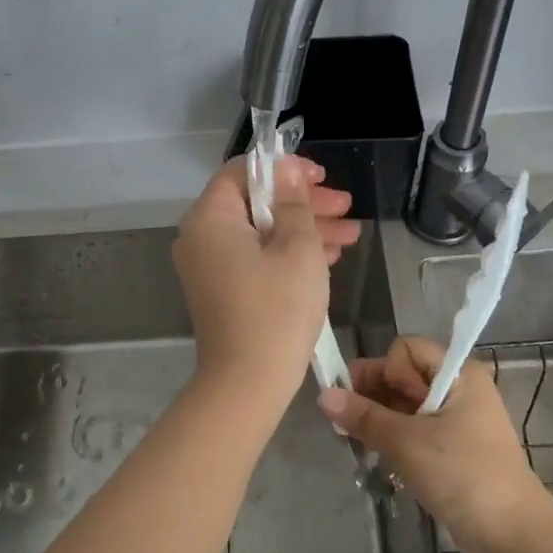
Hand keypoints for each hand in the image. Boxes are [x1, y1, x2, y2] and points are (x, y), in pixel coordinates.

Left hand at [173, 156, 360, 403]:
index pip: (242, 172)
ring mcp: (210, 266)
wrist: (248, 383)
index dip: (284, 169)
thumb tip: (287, 169)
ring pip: (260, 232)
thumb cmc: (276, 309)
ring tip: (350, 232)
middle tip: (345, 204)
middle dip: (302, 201)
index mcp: (210, 218)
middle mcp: (202, 237)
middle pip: (253, 202)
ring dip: (303, 228)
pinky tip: (329, 256)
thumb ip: (293, 203)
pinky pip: (256, 257)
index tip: (320, 177)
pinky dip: (288, 253)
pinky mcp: (223, 290)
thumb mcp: (297, 248)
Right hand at [319, 337, 552, 552]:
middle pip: (403, 375)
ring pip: (405, 404)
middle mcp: (458, 388)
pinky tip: (376, 455)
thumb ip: (364, 417)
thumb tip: (323, 396)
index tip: (377, 402)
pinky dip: (394, 436)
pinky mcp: (453, 446)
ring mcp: (457, 418)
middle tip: (348, 423)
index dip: (386, 370)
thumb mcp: (407, 443)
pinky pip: (415, 428)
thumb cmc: (462, 475)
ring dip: (380, 419)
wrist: (512, 534)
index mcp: (457, 374)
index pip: (406, 348)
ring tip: (357, 442)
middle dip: (373, 394)